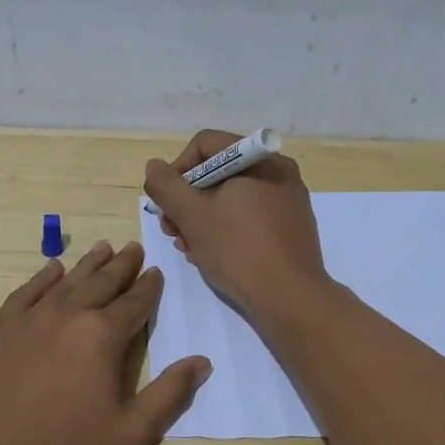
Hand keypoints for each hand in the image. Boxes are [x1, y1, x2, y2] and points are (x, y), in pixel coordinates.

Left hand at [0, 241, 211, 444]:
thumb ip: (170, 395)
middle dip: (122, 265)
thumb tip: (201, 362)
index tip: (156, 272)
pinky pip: (27, 291)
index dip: (149, 287)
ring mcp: (30, 318)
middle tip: (133, 248)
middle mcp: (69, 314)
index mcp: (103, 336)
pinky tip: (53, 270)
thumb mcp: (130, 434)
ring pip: (67, 281)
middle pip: (102, 282)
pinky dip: (44, 277)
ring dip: (88, 264)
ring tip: (103, 248)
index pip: (135, 303)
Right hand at [142, 129, 331, 323]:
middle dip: (187, 200)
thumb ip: (166, 186)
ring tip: (189, 248)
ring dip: (202, 219)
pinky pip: (249, 215)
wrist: (291, 299)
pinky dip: (226, 228)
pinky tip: (212, 255)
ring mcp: (287, 199)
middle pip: (217, 172)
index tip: (166, 203)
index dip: (177, 169)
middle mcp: (277, 171)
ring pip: (231, 197)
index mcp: (258, 159)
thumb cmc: (238, 250)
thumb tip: (154, 166)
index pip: (204, 144)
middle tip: (172, 231)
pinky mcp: (291, 226)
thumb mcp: (192, 216)